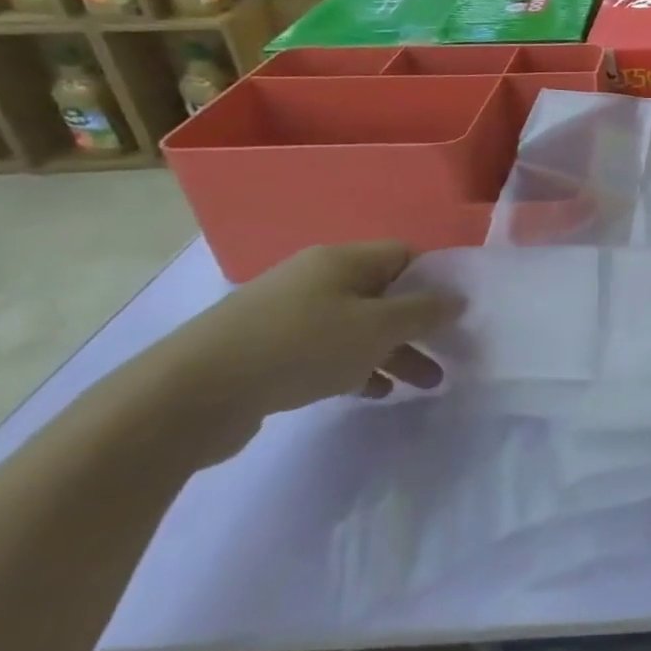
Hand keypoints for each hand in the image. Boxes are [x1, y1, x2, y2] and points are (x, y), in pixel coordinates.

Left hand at [150, 242, 462, 461]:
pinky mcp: (270, 349)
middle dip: (419, 326)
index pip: (406, 255)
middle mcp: (317, 278)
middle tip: (448, 354)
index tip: (458, 312)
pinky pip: (329, 351)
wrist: (191, 394)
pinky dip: (357, 367)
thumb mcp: (376, 327)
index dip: (437, 280)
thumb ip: (423, 312)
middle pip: (385, 294)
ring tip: (421, 384)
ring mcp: (290, 314)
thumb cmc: (300, 347)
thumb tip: (457, 298)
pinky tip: (372, 393)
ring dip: (394, 352)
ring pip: (359, 327)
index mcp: (342, 260)